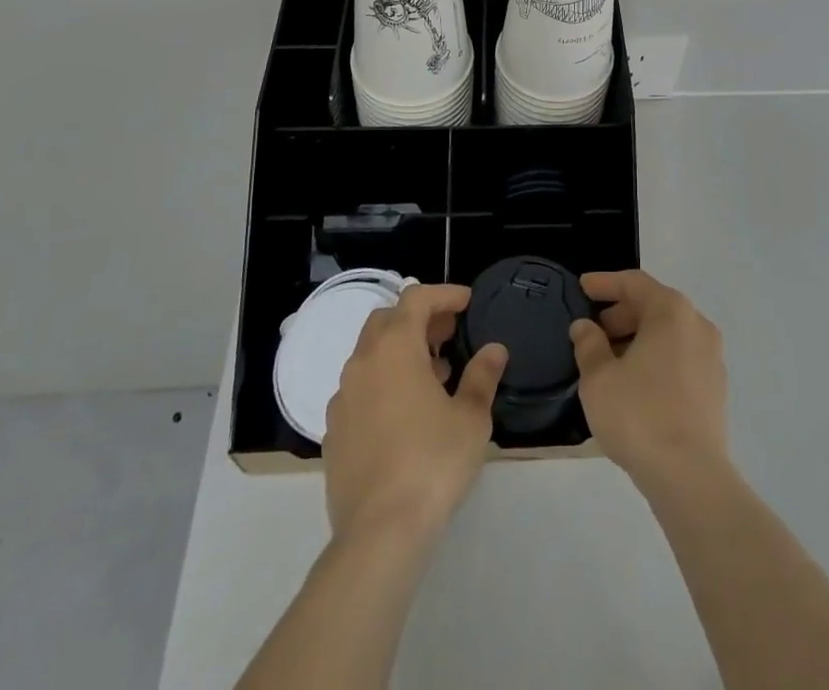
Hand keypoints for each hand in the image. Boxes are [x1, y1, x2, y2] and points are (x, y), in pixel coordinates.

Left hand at [324, 283, 508, 544]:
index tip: (467, 303)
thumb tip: (494, 350)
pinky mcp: (334, 432)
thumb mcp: (471, 417)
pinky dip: (383, 384)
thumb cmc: (432, 462)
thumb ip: (482, 376)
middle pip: (387, 320)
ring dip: (400, 352)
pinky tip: (405, 414)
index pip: (416, 298)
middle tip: (448, 335)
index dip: (444, 294)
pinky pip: (359, 390)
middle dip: (419, 319)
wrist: (379, 534)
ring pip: (370, 355)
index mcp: (394, 347)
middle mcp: (362, 362)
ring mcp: (342, 398)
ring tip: (434, 375)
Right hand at [570, 270, 728, 496]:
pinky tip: (634, 384)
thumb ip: (588, 344)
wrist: (691, 477)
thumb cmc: (640, 415)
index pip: (634, 282)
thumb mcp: (599, 378)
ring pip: (668, 334)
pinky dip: (655, 359)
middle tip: (592, 331)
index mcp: (671, 312)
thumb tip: (585, 327)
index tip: (582, 287)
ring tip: (608, 361)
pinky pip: (680, 358)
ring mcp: (712, 357)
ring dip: (637, 339)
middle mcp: (697, 325)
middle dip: (620, 315)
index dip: (605, 283)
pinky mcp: (715, 388)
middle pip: (653, 306)